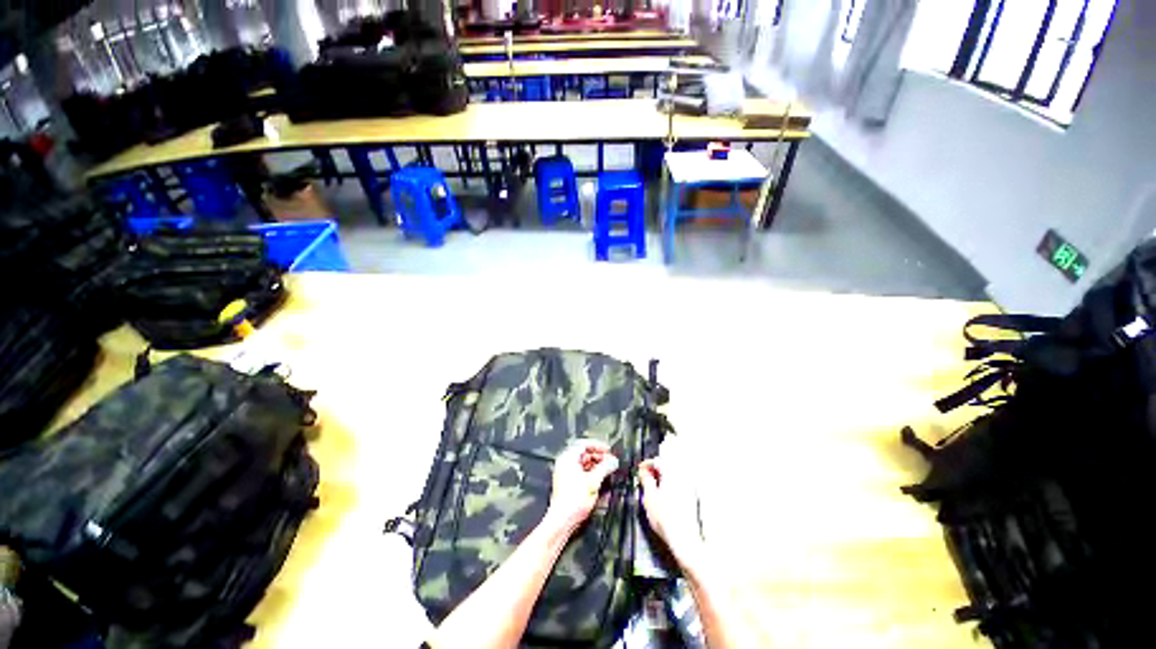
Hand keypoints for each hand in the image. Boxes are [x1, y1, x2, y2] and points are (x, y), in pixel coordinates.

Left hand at [543, 439, 619, 533]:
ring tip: (607, 469)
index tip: (608, 450)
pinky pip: (581, 472)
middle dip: (598, 456)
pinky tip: (600, 478)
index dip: (598, 446)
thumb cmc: (574, 500)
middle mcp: (565, 463)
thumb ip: (605, 468)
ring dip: (596, 465)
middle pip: (583, 453)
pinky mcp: (567, 483)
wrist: (562, 520)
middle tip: (610, 460)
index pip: (584, 444)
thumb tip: (613, 461)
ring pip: (583, 463)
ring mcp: (565, 473)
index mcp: (568, 458)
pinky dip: (591, 473)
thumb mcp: (594, 481)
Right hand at [638, 458, 704, 566]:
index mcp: (672, 473)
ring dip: (662, 477)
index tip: (640, 470)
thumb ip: (646, 479)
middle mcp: (683, 476)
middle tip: (644, 478)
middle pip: (667, 465)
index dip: (646, 464)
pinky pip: (678, 483)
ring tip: (652, 487)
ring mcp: (689, 487)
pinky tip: (663, 495)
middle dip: (654, 470)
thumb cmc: (666, 519)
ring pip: (673, 475)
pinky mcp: (692, 497)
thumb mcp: (649, 497)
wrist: (684, 539)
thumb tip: (644, 471)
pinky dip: (669, 485)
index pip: (657, 460)